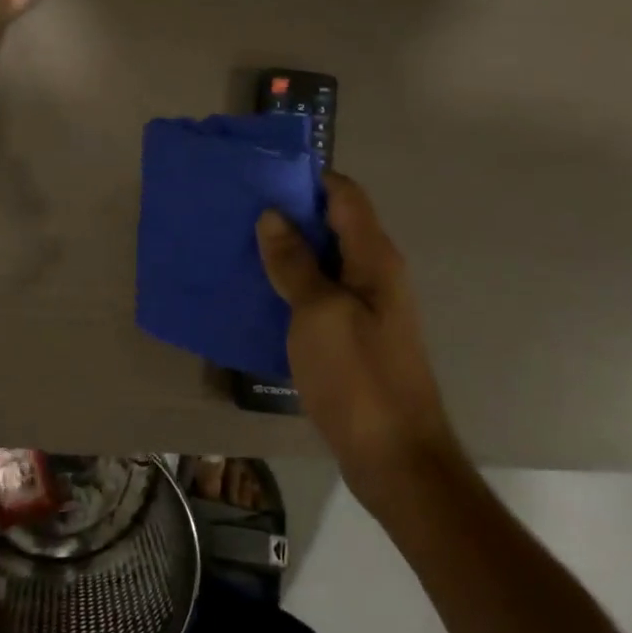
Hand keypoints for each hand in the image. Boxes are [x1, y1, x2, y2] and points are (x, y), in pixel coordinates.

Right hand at [255, 173, 466, 518]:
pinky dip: (289, 286)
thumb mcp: (319, 314)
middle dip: (288, 213)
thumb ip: (295, 263)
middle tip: (237, 210)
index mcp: (375, 258)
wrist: (395, 457)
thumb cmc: (358, 378)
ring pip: (322, 261)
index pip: (345, 195)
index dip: (307, 178)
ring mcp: (364, 307)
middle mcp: (374, 274)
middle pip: (332, 225)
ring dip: (285, 251)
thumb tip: (273, 216)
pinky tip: (256, 293)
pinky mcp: (351, 336)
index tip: (260, 175)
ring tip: (237, 245)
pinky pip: (317, 295)